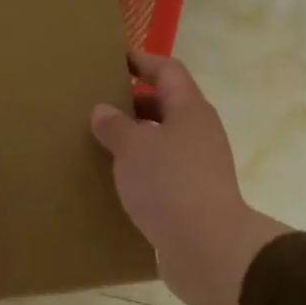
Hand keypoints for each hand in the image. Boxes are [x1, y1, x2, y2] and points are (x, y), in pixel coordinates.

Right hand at [90, 52, 288, 304]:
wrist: (206, 246)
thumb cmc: (169, 184)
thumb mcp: (133, 147)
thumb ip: (115, 126)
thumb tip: (103, 111)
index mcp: (190, 109)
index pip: (167, 71)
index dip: (142, 60)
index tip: (115, 57)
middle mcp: (199, 133)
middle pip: (167, 105)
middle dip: (134, 102)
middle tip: (98, 103)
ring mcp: (199, 166)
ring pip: (163, 141)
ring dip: (136, 139)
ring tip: (100, 142)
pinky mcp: (193, 197)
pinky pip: (163, 172)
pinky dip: (141, 169)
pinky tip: (116, 180)